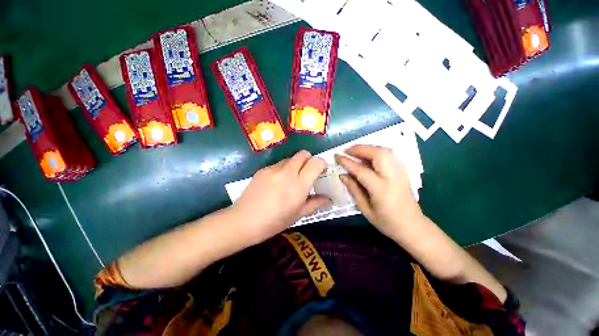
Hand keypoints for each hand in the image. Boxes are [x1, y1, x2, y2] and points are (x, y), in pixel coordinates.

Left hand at [232, 150, 331, 243]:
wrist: (244, 220)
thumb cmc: (275, 221)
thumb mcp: (298, 214)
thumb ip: (316, 203)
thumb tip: (329, 199)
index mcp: (299, 184)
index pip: (316, 162)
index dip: (321, 164)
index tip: (321, 171)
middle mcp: (287, 172)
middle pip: (303, 154)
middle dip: (309, 160)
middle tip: (307, 173)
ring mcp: (273, 169)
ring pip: (290, 158)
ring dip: (295, 165)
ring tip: (291, 179)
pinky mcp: (263, 169)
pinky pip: (278, 164)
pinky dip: (283, 169)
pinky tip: (276, 183)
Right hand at [335, 144, 423, 239]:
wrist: (413, 227)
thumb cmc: (387, 222)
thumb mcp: (366, 209)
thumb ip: (354, 190)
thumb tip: (342, 175)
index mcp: (381, 189)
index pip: (361, 170)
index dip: (347, 162)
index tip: (337, 156)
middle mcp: (393, 177)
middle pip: (378, 154)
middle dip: (360, 149)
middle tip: (346, 150)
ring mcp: (400, 173)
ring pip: (385, 151)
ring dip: (368, 148)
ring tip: (355, 151)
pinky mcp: (403, 172)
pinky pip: (389, 155)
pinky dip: (376, 152)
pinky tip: (367, 156)